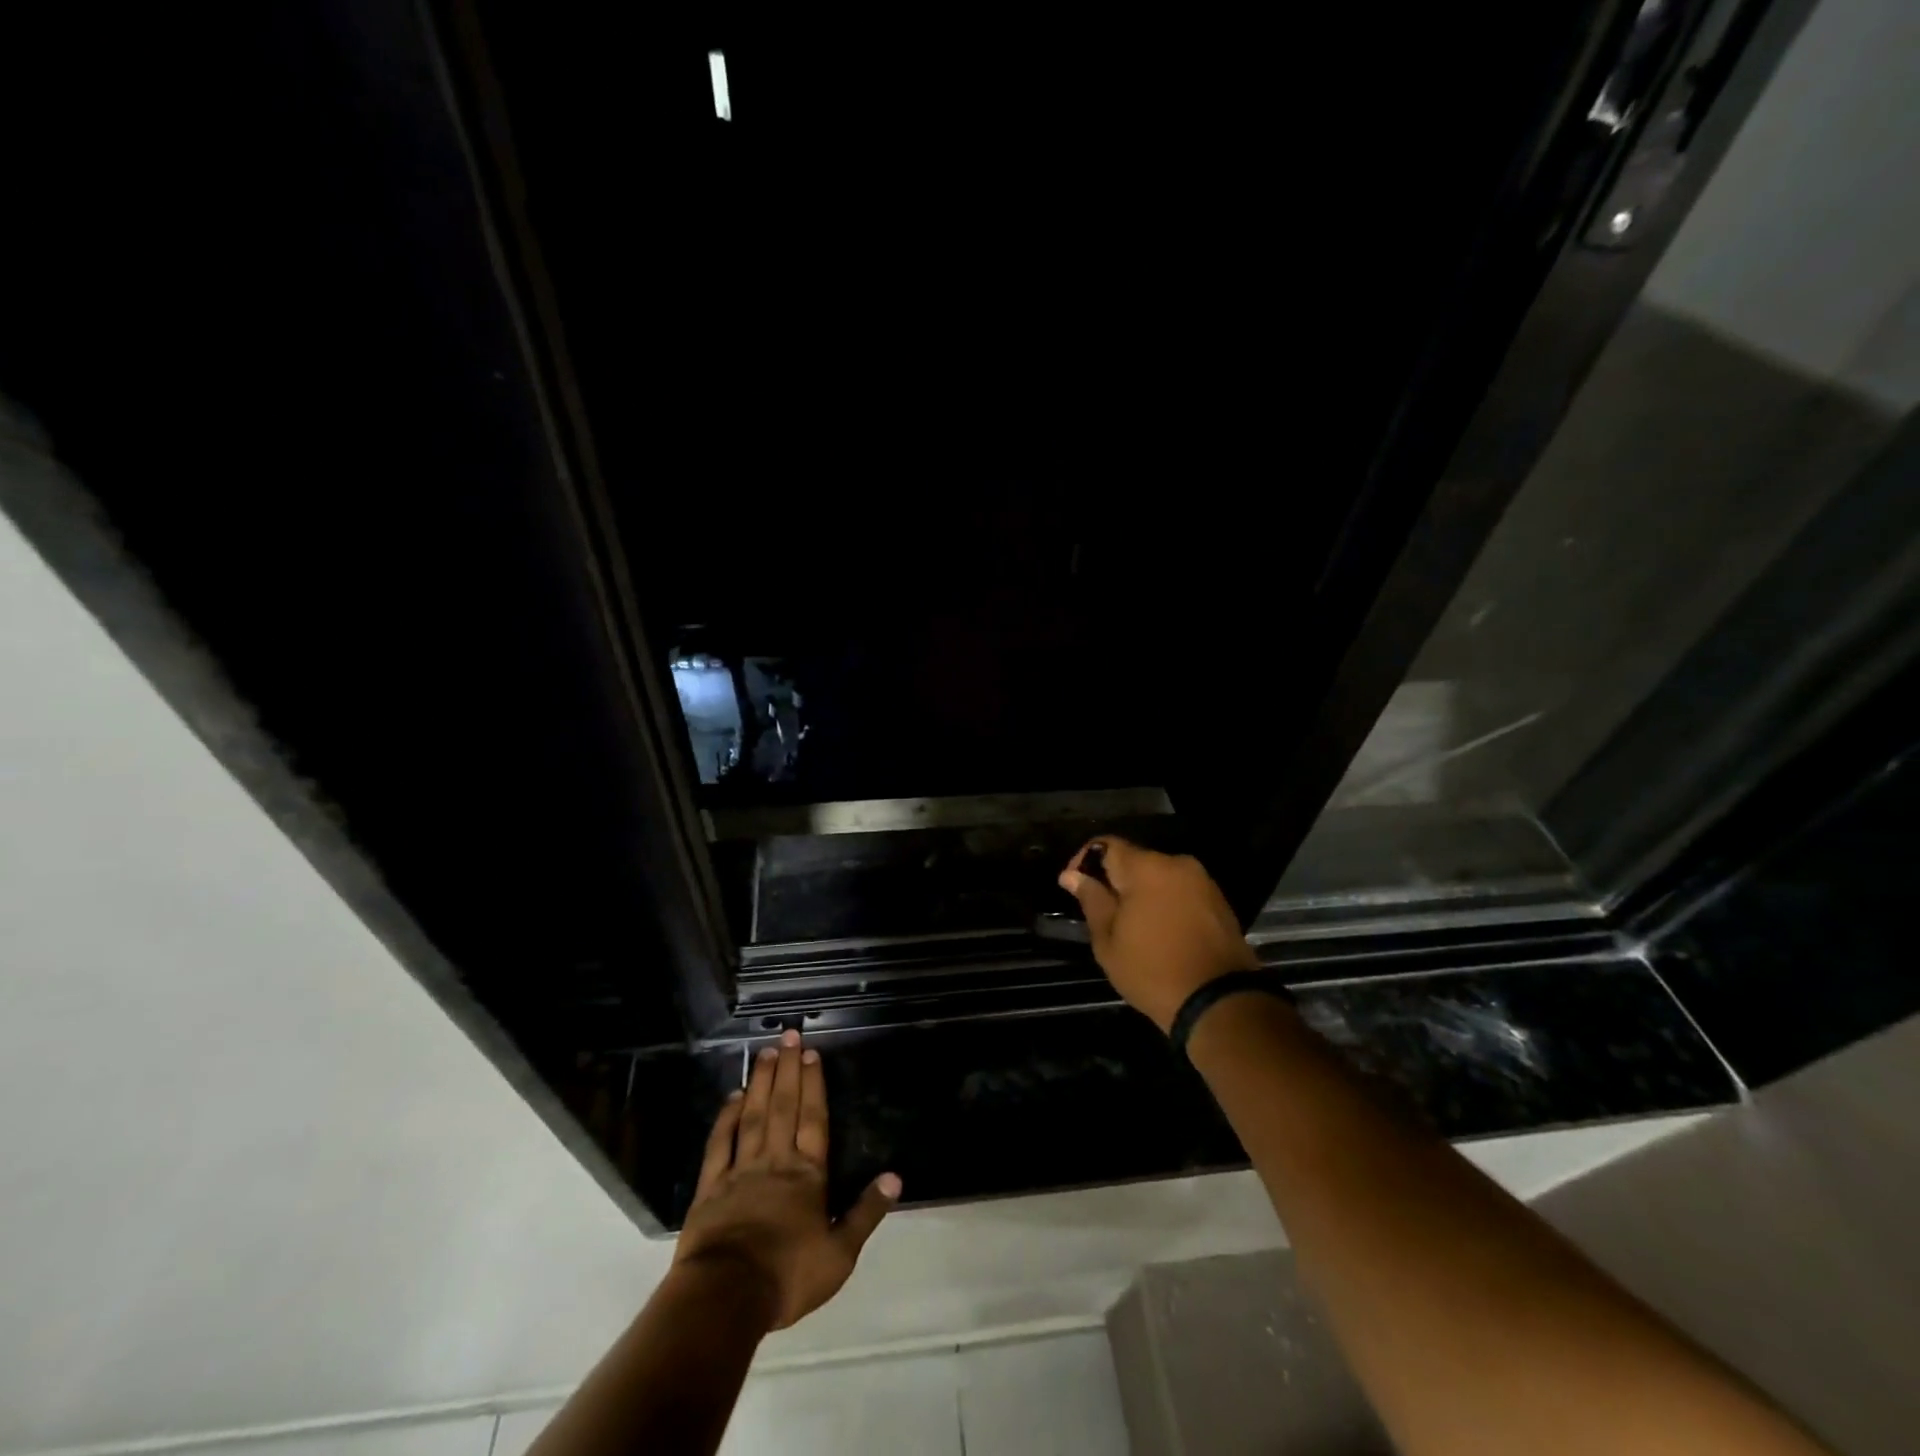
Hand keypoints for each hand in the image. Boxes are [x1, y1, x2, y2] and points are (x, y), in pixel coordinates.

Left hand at [673, 1030, 900, 1331]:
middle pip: (784, 1107)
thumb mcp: (840, 1253)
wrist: (727, 1296)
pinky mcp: (711, 1187)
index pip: (814, 1120)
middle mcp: (776, 1162)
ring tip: (766, 1054)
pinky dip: (726, 1117)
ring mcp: (741, 1171)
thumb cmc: (788, 1276)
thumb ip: (866, 1212)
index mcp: (808, 1175)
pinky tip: (732, 1097)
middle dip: (788, 1070)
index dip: (814, 1085)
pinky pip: (720, 1144)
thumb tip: (895, 1177)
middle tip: (787, 1036)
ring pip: (754, 1116)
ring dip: (762, 1083)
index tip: (811, 1053)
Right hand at [1059, 837, 1258, 1032]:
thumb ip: (1091, 900)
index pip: (1106, 845)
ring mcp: (1202, 881)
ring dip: (1141, 892)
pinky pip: (1180, 891)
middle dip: (1114, 880)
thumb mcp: (1108, 940)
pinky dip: (1164, 902)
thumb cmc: (1152, 971)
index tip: (1073, 886)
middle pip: (1134, 860)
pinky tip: (1159, 931)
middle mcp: (1176, 864)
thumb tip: (1071, 875)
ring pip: (1159, 876)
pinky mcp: (1219, 901)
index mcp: (1146, 868)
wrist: (1219, 1002)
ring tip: (1131, 925)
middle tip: (1101, 912)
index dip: (1084, 861)